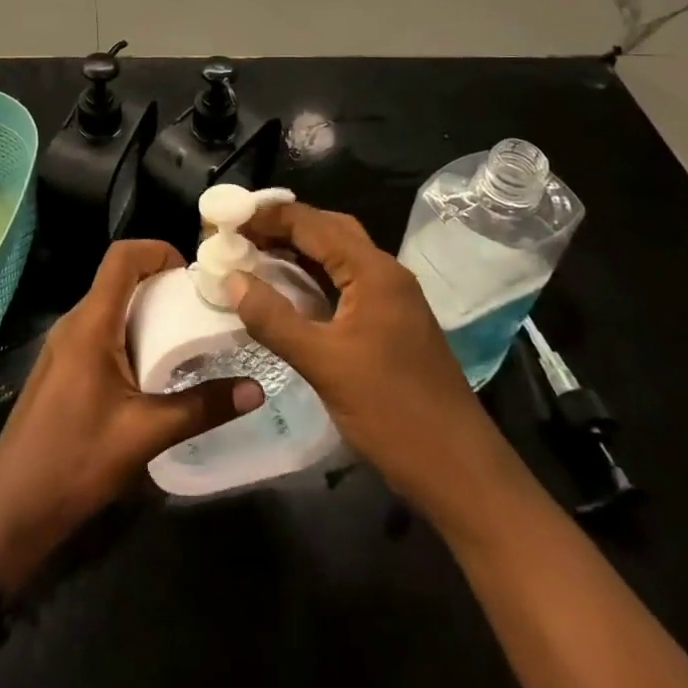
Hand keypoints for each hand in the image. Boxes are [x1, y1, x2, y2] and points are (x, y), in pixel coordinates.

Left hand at [0, 240, 262, 591]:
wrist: (11, 510)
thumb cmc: (76, 463)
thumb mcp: (145, 435)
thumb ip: (201, 407)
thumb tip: (255, 390)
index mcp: (90, 324)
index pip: (121, 257)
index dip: (158, 250)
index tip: (193, 275)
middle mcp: (73, 323)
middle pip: (118, 278)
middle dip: (161, 283)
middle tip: (201, 309)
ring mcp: (62, 345)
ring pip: (109, 305)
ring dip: (146, 310)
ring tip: (185, 337)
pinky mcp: (60, 367)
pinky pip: (98, 330)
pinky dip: (128, 332)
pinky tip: (151, 369)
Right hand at [230, 203, 486, 510]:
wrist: (461, 472)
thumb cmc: (393, 412)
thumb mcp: (324, 364)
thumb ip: (274, 319)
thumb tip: (230, 279)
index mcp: (373, 271)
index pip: (312, 223)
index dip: (267, 216)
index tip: (225, 218)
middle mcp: (385, 273)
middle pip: (328, 229)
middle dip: (282, 225)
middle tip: (237, 232)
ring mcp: (391, 299)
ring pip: (337, 256)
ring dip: (297, 250)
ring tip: (252, 254)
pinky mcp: (390, 323)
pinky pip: (344, 282)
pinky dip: (312, 277)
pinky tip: (286, 292)